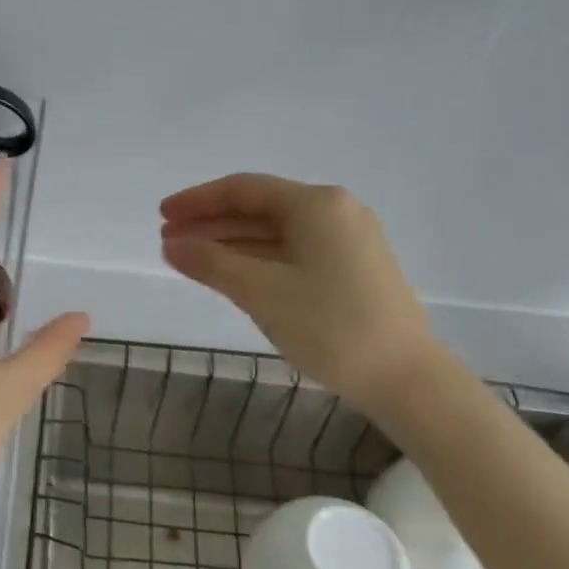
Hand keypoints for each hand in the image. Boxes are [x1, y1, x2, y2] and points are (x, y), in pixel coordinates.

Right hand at [159, 174, 438, 409]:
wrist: (407, 379)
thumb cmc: (331, 327)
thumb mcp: (262, 292)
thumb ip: (211, 263)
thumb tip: (172, 245)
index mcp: (316, 205)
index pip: (243, 189)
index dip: (197, 201)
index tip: (161, 217)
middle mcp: (335, 212)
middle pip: (259, 208)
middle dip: (211, 223)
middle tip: (169, 241)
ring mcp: (348, 240)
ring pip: (275, 232)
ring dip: (231, 242)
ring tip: (191, 259)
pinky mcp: (353, 268)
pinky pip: (293, 251)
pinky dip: (257, 258)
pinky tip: (232, 274)